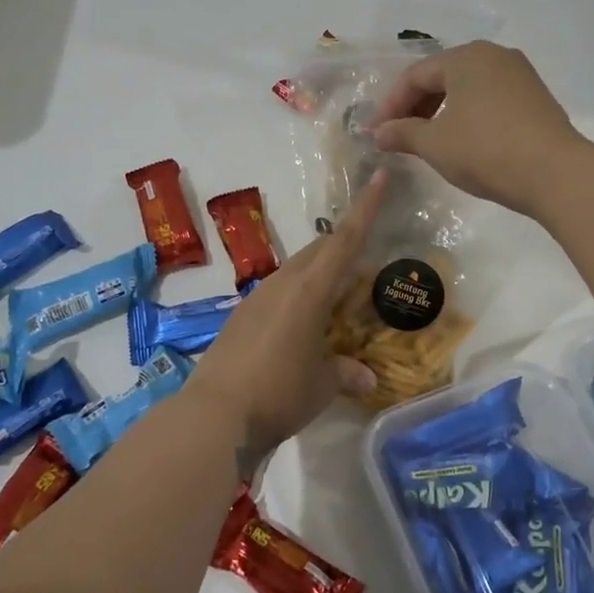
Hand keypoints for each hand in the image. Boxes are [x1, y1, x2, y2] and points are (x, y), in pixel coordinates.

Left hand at [184, 171, 387, 457]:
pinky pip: (279, 294)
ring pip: (297, 272)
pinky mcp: (240, 318)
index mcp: (309, 290)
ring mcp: (256, 299)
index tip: (379, 177)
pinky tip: (305, 325)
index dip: (365, 208)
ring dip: (321, 275)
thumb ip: (346, 374)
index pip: (345, 240)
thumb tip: (366, 377)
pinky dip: (300, 297)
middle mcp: (282, 284)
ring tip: (340, 298)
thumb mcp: (322, 386)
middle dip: (344, 247)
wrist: (214, 415)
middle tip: (367, 263)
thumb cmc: (279, 394)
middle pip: (319, 251)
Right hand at [370, 41, 587, 215]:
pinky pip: (490, 98)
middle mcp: (494, 55)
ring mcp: (519, 74)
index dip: (390, 105)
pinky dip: (468, 115)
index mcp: (465, 57)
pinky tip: (463, 140)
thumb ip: (402, 134)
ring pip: (467, 88)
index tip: (377, 134)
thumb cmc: (486, 151)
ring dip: (442, 112)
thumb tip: (379, 133)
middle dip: (416, 107)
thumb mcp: (435, 144)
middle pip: (442, 77)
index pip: (415, 76)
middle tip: (400, 137)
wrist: (555, 173)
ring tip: (428, 141)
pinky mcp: (535, 97)